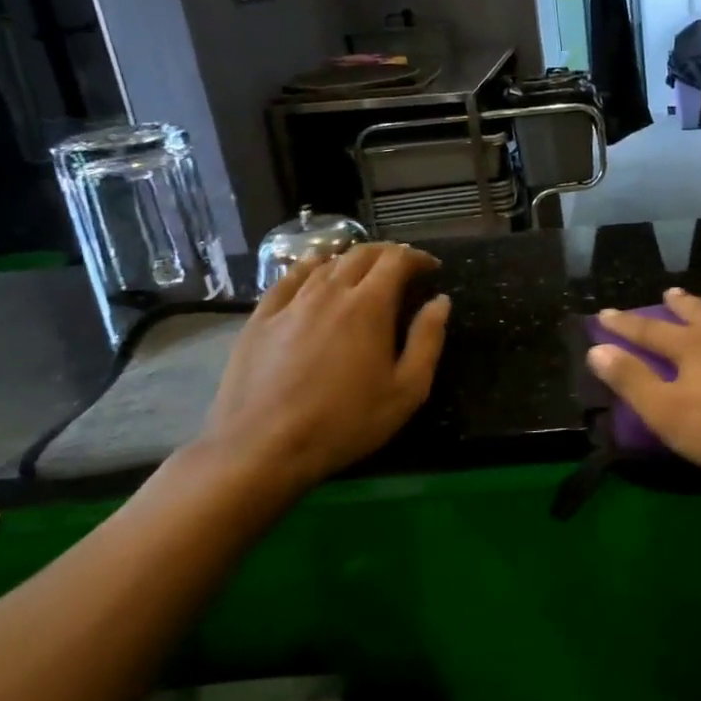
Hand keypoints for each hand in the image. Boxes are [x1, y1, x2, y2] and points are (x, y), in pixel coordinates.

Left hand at [197, 243, 449, 492]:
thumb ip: (428, 340)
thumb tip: (440, 302)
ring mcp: (290, 303)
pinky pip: (287, 278)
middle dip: (387, 253)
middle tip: (403, 265)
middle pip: (361, 254)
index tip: (431, 268)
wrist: (261, 448)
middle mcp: (329, 292)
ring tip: (364, 269)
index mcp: (369, 306)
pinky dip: (308, 266)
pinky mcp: (260, 318)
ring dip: (351, 259)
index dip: (417, 257)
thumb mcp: (406, 390)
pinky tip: (314, 267)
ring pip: (325, 263)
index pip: (396, 260)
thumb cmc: (344, 422)